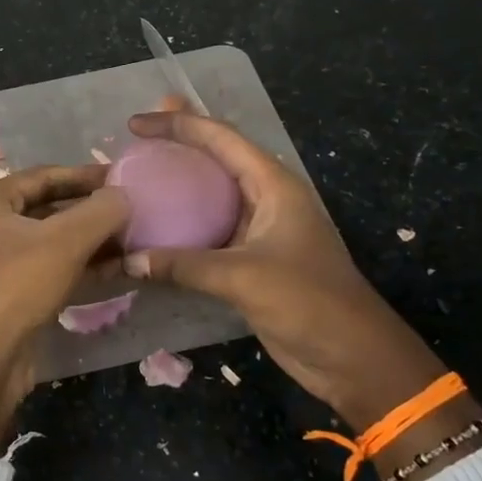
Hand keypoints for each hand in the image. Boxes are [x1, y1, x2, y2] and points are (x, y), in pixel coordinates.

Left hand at [0, 165, 129, 453]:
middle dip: (92, 210)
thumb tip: (125, 195)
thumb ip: (99, 212)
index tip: (123, 177)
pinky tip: (120, 268)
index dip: (84, 175)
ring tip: (135, 239)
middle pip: (51, 208)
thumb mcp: (63, 242)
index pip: (44, 176)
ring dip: (94, 240)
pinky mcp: (17, 296)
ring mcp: (3, 264)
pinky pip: (56, 270)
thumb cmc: (15, 287)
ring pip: (56, 242)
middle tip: (135, 210)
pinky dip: (85, 267)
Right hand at [121, 110, 451, 429]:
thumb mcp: (242, 277)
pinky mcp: (250, 260)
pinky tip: (152, 228)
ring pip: (210, 195)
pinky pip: (208, 231)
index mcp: (274, 184)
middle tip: (134, 136)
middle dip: (179, 141)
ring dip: (177, 184)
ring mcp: (259, 230)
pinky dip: (181, 225)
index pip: (221, 138)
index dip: (178, 124)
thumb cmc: (308, 301)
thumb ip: (183, 265)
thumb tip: (129, 260)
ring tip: (138, 175)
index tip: (135, 124)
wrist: (352, 357)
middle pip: (216, 157)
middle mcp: (266, 198)